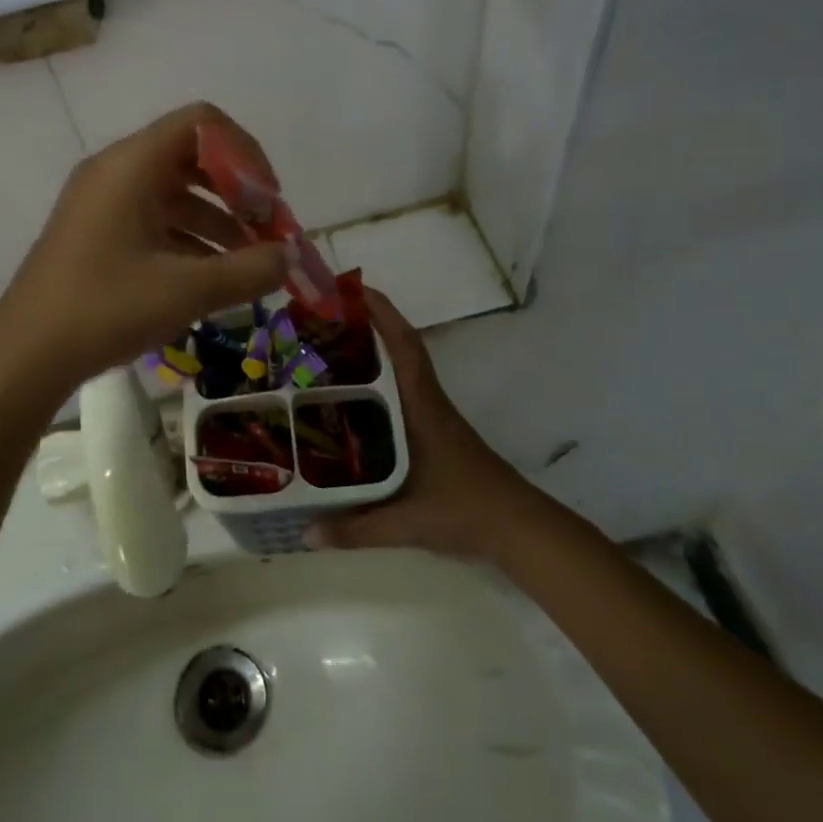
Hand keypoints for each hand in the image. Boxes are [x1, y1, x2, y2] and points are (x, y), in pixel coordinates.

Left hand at [0, 103, 288, 391]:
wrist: (24, 356)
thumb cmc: (104, 309)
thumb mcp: (186, 291)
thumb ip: (248, 270)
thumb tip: (288, 257)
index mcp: (132, 165)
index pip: (202, 122)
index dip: (245, 152)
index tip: (268, 200)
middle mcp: (116, 171)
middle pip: (192, 156)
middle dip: (237, 190)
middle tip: (266, 230)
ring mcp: (104, 202)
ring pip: (176, 193)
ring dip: (219, 220)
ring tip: (251, 264)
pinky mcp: (98, 233)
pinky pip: (155, 220)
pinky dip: (190, 240)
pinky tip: (215, 279)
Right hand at [308, 291, 539, 559]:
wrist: (518, 527)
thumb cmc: (465, 510)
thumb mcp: (407, 521)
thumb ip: (356, 528)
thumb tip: (304, 533)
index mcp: (422, 405)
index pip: (404, 345)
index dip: (382, 312)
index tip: (353, 288)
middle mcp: (426, 401)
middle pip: (397, 348)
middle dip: (364, 326)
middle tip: (320, 319)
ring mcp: (432, 414)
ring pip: (399, 369)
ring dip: (370, 352)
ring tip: (325, 349)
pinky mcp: (433, 430)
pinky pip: (400, 392)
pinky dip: (376, 381)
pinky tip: (350, 398)